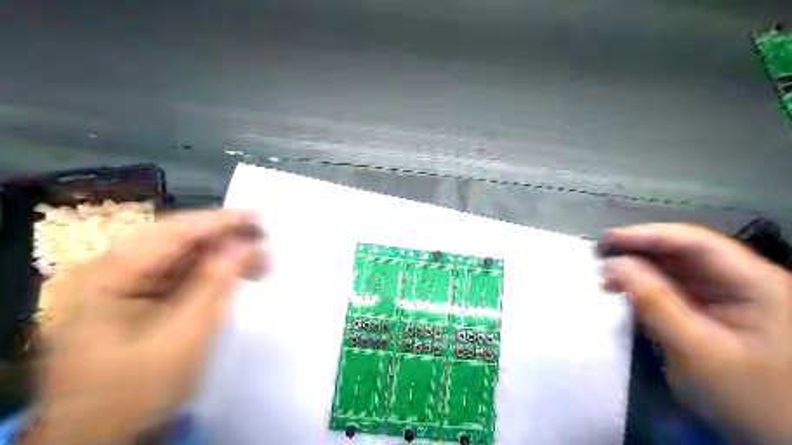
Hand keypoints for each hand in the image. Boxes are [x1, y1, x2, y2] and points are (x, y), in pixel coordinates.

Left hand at [31, 211, 264, 442]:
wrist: (99, 443)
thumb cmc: (137, 394)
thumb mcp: (185, 336)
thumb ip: (216, 283)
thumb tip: (245, 245)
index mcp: (104, 277)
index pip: (171, 233)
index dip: (219, 221)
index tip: (259, 216)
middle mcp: (106, 273)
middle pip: (175, 240)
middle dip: (224, 239)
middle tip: (264, 239)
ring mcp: (117, 287)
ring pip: (179, 256)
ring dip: (220, 256)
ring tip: (259, 261)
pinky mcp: (133, 301)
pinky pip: (177, 275)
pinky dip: (209, 273)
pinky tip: (235, 275)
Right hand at [601, 224, 791, 441]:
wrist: (780, 441)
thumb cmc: (751, 397)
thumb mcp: (698, 350)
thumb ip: (654, 302)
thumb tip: (614, 265)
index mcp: (755, 283)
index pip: (694, 243)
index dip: (647, 235)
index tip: (607, 240)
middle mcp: (741, 282)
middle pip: (682, 253)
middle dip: (638, 253)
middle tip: (599, 257)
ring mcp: (727, 298)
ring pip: (675, 271)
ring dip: (638, 272)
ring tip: (605, 278)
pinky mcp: (711, 313)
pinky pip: (673, 291)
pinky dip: (645, 290)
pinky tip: (623, 294)